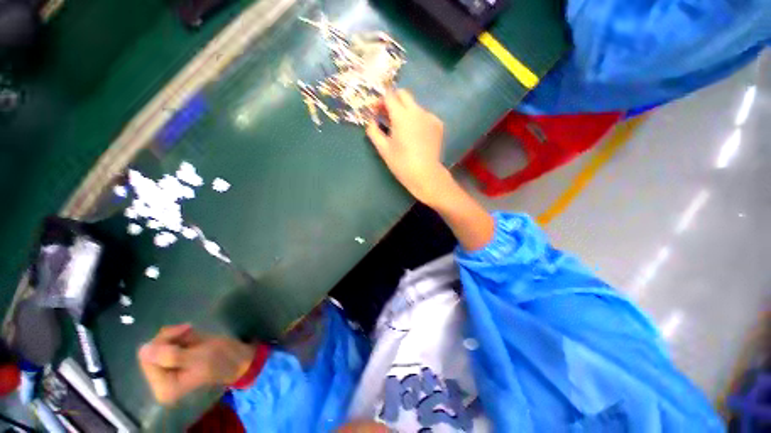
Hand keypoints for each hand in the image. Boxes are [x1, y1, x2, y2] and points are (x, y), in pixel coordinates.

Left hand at [138, 324, 253, 404]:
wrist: (233, 360)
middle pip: (148, 349)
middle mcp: (160, 383)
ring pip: (153, 342)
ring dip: (172, 334)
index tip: (181, 336)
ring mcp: (162, 374)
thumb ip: (170, 357)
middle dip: (167, 338)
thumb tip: (144, 352)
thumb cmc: (217, 363)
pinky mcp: (165, 364)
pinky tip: (186, 335)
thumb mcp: (196, 360)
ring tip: (189, 334)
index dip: (162, 342)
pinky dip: (172, 334)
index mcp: (166, 389)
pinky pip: (159, 341)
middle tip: (186, 332)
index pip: (147, 357)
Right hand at [366, 90, 451, 204]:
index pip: (389, 96)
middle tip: (387, 113)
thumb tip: (371, 120)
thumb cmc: (401, 162)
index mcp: (402, 115)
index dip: (381, 100)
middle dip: (394, 99)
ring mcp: (430, 116)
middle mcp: (417, 111)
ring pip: (414, 105)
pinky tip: (415, 133)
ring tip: (401, 127)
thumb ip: (373, 130)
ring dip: (405, 110)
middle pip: (404, 94)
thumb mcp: (382, 147)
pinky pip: (424, 115)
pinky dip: (417, 119)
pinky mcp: (438, 124)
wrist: (426, 174)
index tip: (376, 109)